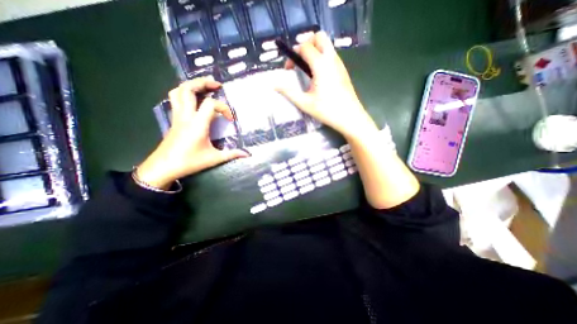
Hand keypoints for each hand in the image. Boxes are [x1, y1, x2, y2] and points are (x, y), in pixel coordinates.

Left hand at [137, 76, 252, 189]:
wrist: (164, 167)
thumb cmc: (190, 162)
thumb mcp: (214, 158)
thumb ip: (232, 154)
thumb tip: (247, 154)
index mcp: (197, 124)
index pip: (211, 104)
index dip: (224, 108)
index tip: (230, 119)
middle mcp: (186, 116)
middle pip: (189, 89)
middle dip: (203, 82)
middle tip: (217, 84)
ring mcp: (177, 116)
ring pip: (178, 91)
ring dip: (192, 85)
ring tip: (205, 86)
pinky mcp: (174, 119)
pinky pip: (176, 99)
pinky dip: (185, 93)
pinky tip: (194, 98)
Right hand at [276, 30, 379, 139]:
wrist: (350, 117)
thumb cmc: (326, 110)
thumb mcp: (305, 103)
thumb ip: (289, 92)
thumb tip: (274, 85)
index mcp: (320, 65)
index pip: (304, 47)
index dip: (293, 55)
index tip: (289, 69)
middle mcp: (331, 59)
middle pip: (319, 37)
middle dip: (306, 44)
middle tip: (300, 61)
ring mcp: (339, 64)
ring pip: (327, 45)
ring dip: (315, 51)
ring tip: (308, 69)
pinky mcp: (343, 70)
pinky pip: (332, 55)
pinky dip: (322, 57)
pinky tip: (319, 75)